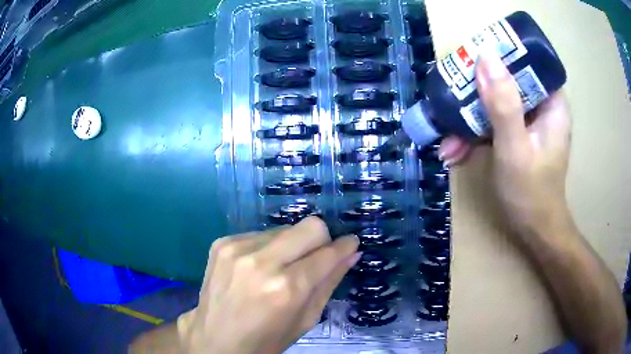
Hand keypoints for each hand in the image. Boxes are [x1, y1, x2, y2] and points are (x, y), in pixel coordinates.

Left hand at [178, 217, 359, 353]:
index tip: (350, 244)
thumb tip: (351, 253)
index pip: (328, 253)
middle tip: (315, 259)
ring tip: (279, 269)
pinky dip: (267, 248)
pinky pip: (260, 234)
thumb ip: (330, 282)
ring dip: (290, 246)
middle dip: (321, 240)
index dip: (345, 246)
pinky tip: (257, 268)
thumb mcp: (305, 320)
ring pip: (285, 229)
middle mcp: (262, 262)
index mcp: (287, 288)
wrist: (215, 338)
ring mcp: (237, 248)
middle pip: (310, 226)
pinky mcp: (222, 242)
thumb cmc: (266, 339)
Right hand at [438, 52, 572, 233]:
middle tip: (450, 100)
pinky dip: (474, 135)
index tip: (473, 59)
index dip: (501, 55)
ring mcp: (528, 121)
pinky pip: (493, 122)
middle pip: (507, 81)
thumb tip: (484, 56)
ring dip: (469, 120)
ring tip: (447, 141)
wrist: (533, 230)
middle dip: (476, 93)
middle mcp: (541, 106)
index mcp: (551, 103)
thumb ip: (503, 104)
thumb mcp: (515, 148)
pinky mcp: (517, 134)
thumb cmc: (531, 193)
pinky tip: (454, 151)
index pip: (528, 62)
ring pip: (496, 103)